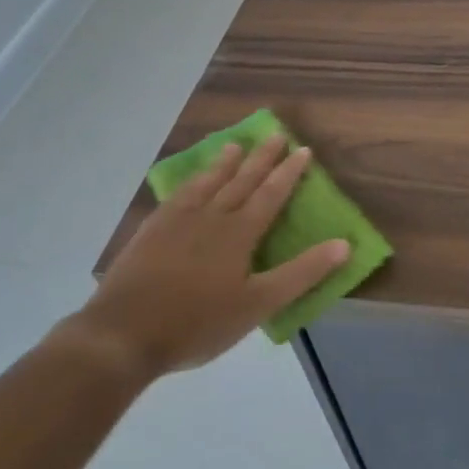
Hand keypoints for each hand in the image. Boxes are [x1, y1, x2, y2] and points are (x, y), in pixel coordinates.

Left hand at [57, 136, 349, 385]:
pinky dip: (189, 183)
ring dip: (223, 164)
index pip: (271, 195)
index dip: (288, 173)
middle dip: (261, 158)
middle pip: (241, 181)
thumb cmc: (198, 323)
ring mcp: (176, 222)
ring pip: (206, 184)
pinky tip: (189, 182)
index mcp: (239, 234)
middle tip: (275, 133)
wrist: (123, 334)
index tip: (302, 150)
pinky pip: (176, 196)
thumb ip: (302, 273)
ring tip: (234, 146)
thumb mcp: (259, 304)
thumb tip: (344, 244)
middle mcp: (210, 217)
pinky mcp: (150, 232)